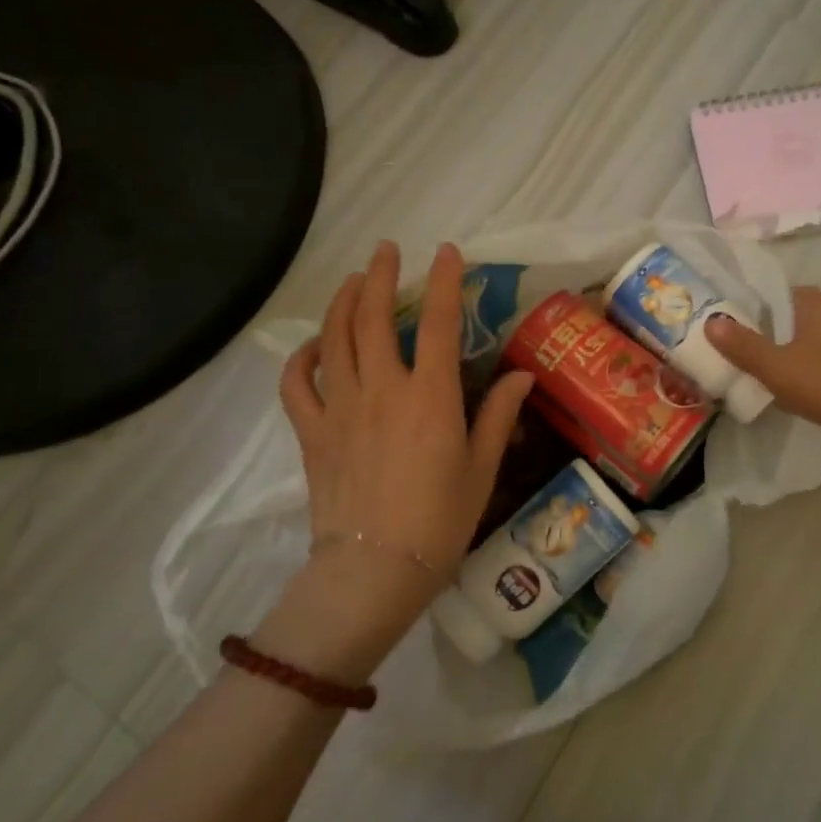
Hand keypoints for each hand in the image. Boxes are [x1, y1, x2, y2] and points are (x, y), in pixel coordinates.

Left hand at [266, 242, 532, 680]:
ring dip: (342, 300)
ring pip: (334, 337)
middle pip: (372, 315)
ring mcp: (340, 407)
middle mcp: (382, 389)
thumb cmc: (440, 522)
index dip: (444, 281)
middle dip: (380, 274)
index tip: (447, 253)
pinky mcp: (312, 431)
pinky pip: (297, 383)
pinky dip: (302, 357)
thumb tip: (523, 375)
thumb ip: (498, 415)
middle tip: (387, 250)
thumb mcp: (481, 469)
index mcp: (430, 396)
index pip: (437, 321)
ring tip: (353, 279)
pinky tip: (314, 345)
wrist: (374, 571)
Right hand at [704, 287, 820, 452]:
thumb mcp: (776, 367)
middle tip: (738, 354)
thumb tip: (710, 321)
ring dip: (787, 352)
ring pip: (807, 339)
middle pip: (787, 317)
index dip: (746, 309)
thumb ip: (742, 346)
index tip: (726, 328)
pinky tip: (798, 387)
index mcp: (812, 302)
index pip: (770, 294)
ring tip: (763, 373)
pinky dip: (809, 367)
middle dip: (765, 333)